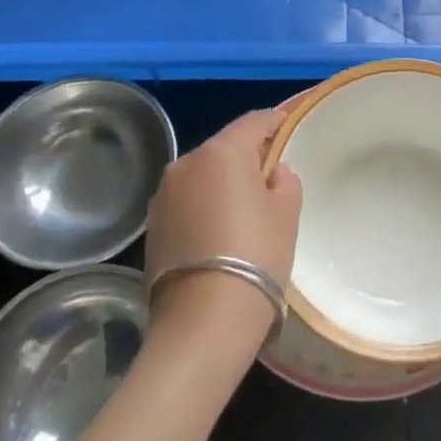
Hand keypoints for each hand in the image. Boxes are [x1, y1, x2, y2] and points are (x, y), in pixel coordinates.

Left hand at [145, 109, 302, 348]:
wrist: (205, 319)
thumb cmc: (257, 254)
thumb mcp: (287, 213)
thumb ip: (284, 181)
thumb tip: (272, 173)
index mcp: (222, 152)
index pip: (253, 122)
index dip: (274, 121)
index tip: (287, 125)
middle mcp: (186, 164)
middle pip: (224, 149)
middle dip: (246, 156)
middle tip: (270, 175)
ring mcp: (163, 195)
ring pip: (202, 176)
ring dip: (221, 183)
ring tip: (243, 208)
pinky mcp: (153, 226)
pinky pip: (186, 202)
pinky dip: (203, 206)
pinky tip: (219, 231)